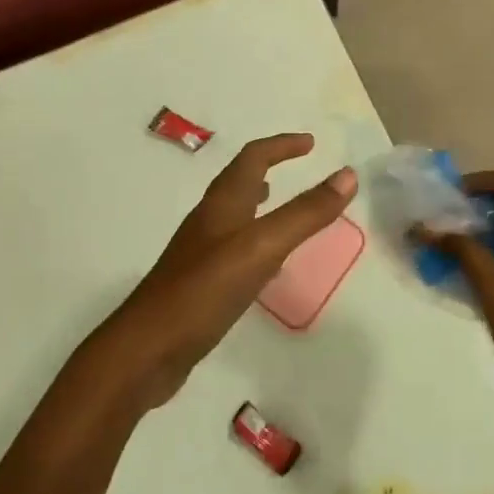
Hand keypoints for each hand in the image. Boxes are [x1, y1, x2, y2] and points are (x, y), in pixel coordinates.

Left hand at [96, 134, 356, 409]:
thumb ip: (305, 213)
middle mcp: (209, 221)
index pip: (253, 158)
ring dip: (258, 202)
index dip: (281, 146)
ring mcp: (200, 253)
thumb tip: (347, 175)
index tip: (310, 143)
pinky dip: (254, 241)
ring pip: (234, 215)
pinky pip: (232, 249)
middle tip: (299, 167)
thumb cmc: (204, 290)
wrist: (147, 350)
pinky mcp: (198, 284)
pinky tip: (265, 266)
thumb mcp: (262, 247)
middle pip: (239, 181)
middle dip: (269, 167)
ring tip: (280, 205)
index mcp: (222, 204)